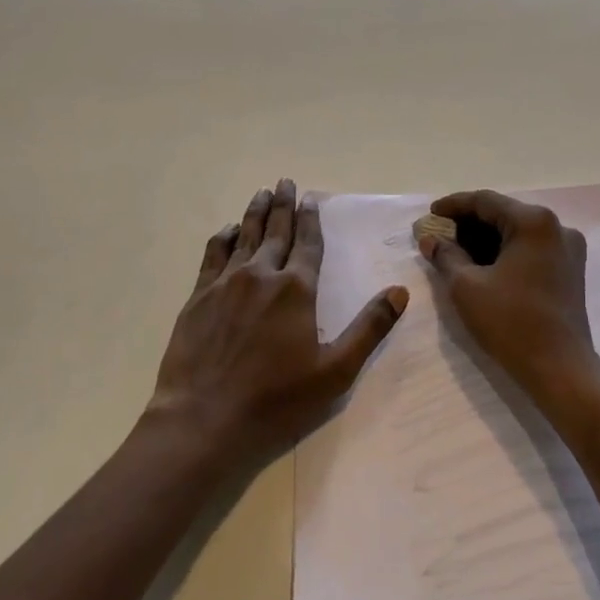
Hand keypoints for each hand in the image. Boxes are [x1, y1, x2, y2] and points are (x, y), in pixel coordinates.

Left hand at [149, 178, 407, 468]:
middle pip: (276, 230)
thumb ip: (369, 328)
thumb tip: (400, 291)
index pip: (308, 242)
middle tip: (285, 181)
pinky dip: (223, 237)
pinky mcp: (199, 297)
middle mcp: (262, 274)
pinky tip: (227, 230)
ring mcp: (227, 283)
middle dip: (283, 204)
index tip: (311, 197)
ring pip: (244, 236)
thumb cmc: (276, 398)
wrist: (204, 418)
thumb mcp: (334, 371)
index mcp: (297, 289)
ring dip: (255, 212)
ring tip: (261, 193)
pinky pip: (213, 255)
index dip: (311, 218)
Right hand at [417, 190, 598, 407]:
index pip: (485, 201)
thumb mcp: (467, 287)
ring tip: (455, 251)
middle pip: (503, 214)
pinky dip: (505, 252)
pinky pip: (530, 249)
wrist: (561, 370)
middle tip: (438, 236)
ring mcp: (567, 249)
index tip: (429, 215)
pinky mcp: (570, 270)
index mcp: (534, 221)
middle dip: (468, 224)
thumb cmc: (511, 323)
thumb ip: (446, 256)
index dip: (453, 206)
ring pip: (517, 232)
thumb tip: (430, 240)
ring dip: (486, 239)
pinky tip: (482, 266)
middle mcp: (556, 227)